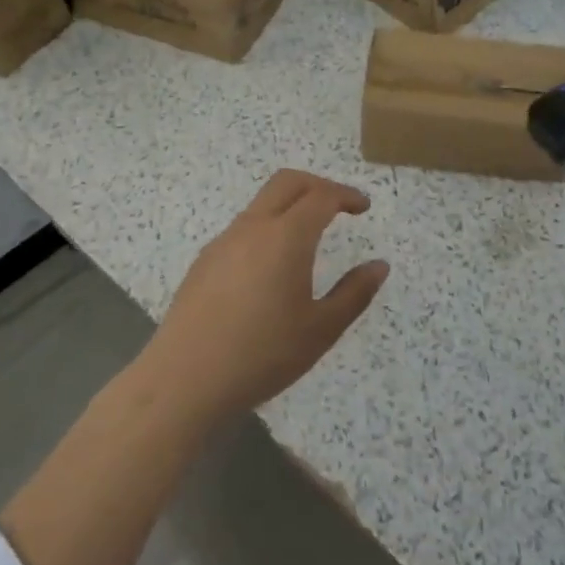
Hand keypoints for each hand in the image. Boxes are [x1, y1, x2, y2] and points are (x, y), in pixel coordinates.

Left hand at [141, 170, 389, 422]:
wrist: (184, 381)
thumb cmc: (262, 355)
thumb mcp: (321, 330)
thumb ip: (354, 293)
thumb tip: (379, 266)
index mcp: (286, 237)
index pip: (321, 196)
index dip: (346, 195)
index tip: (363, 207)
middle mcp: (253, 227)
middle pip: (287, 182)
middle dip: (318, 185)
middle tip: (340, 206)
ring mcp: (223, 242)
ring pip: (262, 204)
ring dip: (290, 206)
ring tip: (309, 238)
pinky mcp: (204, 261)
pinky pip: (243, 229)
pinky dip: (267, 228)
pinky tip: (271, 268)